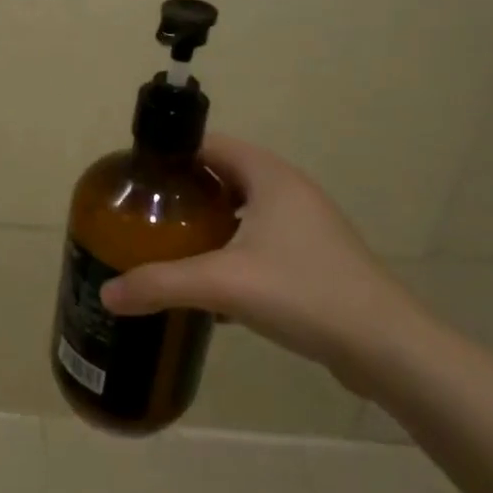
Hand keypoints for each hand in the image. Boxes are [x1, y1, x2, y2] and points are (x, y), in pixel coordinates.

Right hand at [99, 134, 425, 392]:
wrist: (386, 347)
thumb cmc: (303, 292)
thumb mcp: (223, 284)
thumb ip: (160, 284)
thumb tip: (107, 293)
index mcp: (269, 176)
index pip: (209, 144)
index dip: (171, 155)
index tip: (136, 178)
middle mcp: (288, 190)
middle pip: (223, 177)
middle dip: (184, 193)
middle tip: (146, 215)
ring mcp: (305, 226)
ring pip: (242, 212)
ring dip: (208, 225)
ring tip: (169, 246)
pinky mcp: (313, 258)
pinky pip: (260, 241)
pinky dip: (231, 251)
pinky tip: (210, 284)